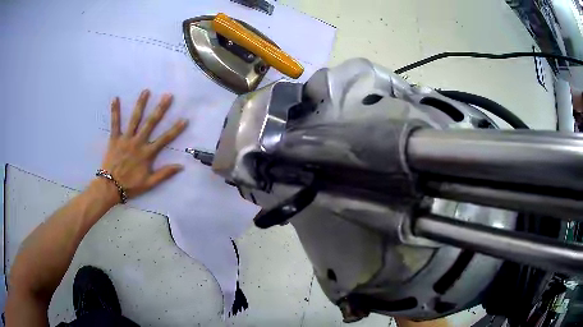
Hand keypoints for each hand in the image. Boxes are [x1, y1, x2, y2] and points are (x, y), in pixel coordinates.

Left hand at [100, 89, 187, 200]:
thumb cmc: (130, 185)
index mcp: (147, 153)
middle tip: (167, 96)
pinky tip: (115, 98)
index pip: (164, 139)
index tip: (184, 119)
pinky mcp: (114, 139)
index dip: (175, 129)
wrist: (110, 187)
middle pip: (151, 123)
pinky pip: (115, 123)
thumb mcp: (149, 184)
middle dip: (160, 109)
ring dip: (140, 104)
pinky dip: (115, 111)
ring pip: (134, 119)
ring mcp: (126, 139)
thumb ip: (164, 174)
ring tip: (146, 91)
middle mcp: (138, 142)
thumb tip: (181, 166)